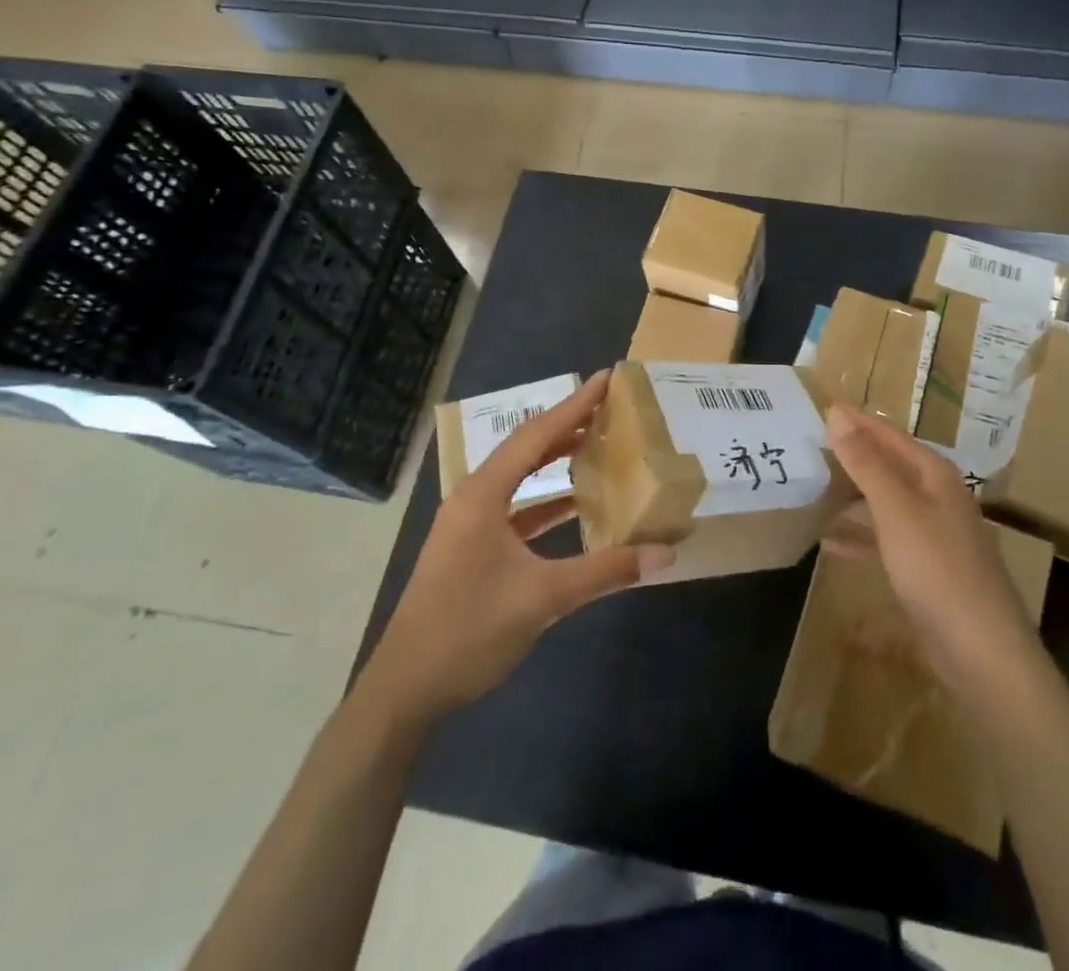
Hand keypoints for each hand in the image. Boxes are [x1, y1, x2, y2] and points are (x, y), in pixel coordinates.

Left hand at [362, 371, 673, 725]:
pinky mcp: (471, 548)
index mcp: (483, 495)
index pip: (535, 435)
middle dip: (566, 426)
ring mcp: (469, 524)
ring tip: (597, 445)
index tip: (604, 379)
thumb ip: (605, 572)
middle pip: (526, 448)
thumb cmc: (469, 631)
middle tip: (608, 409)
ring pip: (519, 478)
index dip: (573, 406)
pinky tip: (575, 505)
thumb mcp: (543, 598)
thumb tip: (663, 554)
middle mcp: (473, 498)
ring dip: (555, 462)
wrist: (405, 689)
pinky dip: (545, 501)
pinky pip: (515, 508)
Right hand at [821, 404, 1039, 702]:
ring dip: (853, 495)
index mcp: (935, 475)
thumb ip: (866, 463)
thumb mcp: (896, 510)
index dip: (859, 421)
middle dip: (855, 454)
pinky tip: (829, 543)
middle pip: (890, 465)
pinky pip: (885, 541)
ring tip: (815, 487)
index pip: (891, 435)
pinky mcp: (926, 569)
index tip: (824, 406)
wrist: (982, 652)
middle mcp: (937, 497)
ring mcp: (933, 535)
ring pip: (886, 502)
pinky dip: (859, 538)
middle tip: (813, 443)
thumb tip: (838, 415)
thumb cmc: (938, 569)